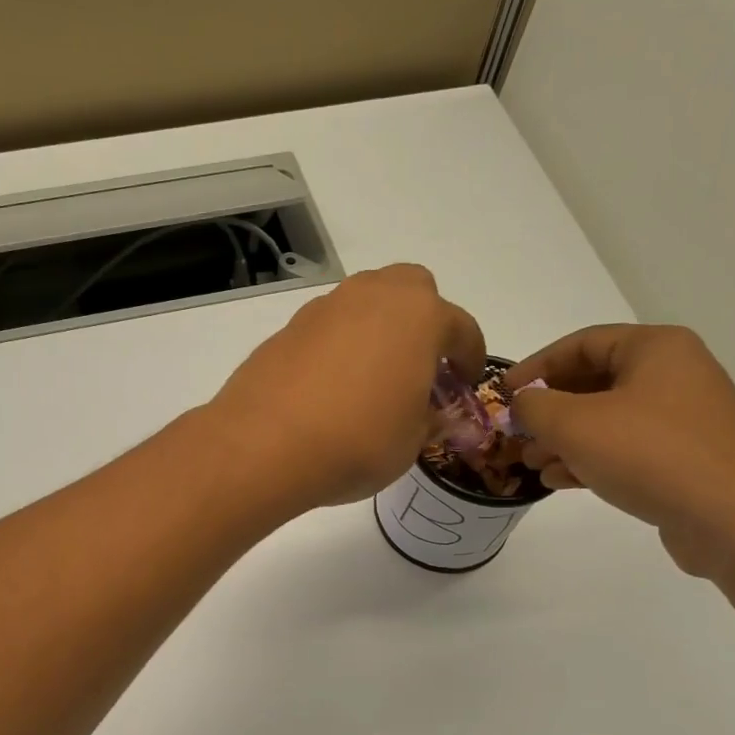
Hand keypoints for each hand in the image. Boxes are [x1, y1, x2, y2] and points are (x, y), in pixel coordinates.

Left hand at [208, 265, 485, 512]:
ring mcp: (324, 309)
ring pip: (365, 303)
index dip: (470, 356)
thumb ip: (428, 419)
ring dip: (378, 330)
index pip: (460, 327)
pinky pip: (327, 329)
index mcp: (418, 316)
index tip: (467, 381)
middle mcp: (372, 297)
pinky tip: (330, 387)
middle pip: (412, 290)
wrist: (264, 445)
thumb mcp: (411, 442)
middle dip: (424, 320)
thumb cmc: (357, 442)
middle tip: (421, 364)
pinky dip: (338, 347)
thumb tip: (429, 414)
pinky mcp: (286, 329)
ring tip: (374, 377)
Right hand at [507, 324, 734, 576]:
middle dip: (548, 410)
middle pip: (592, 382)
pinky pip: (625, 447)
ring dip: (563, 439)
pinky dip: (590, 458)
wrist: (733, 519)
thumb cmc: (649, 454)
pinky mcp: (684, 456)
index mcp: (655, 348)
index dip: (534, 367)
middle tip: (515, 433)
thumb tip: (522, 403)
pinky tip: (560, 480)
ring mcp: (682, 417)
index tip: (502, 394)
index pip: (580, 344)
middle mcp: (673, 374)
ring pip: (606, 418)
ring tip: (531, 463)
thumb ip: (535, 406)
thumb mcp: (574, 424)